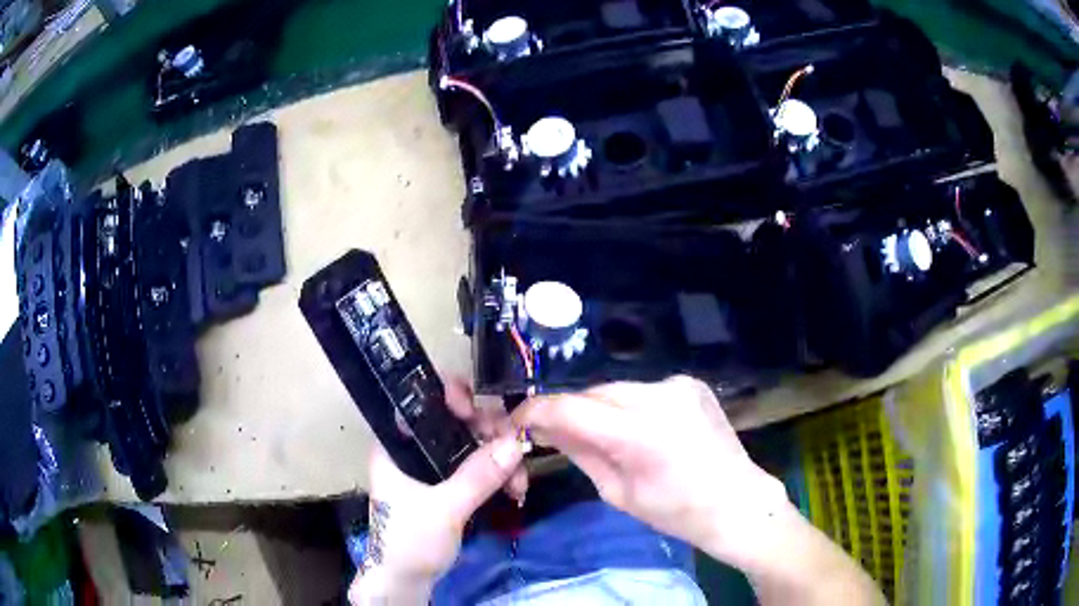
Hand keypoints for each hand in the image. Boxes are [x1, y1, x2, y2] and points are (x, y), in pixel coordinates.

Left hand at [348, 379, 527, 604]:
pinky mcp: (447, 488)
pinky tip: (514, 490)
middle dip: (490, 437)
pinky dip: (496, 476)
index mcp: (397, 446)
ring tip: (519, 485)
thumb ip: (477, 477)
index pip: (422, 405)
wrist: (407, 583)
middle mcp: (414, 451)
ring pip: (471, 448)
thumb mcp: (444, 509)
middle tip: (516, 451)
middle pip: (456, 425)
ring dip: (500, 461)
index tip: (481, 414)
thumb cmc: (410, 542)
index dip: (453, 399)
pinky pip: (477, 470)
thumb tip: (514, 442)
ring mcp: (432, 470)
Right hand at [512, 375, 787, 566]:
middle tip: (556, 434)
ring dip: (601, 408)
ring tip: (604, 435)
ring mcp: (678, 385)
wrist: (737, 502)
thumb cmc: (676, 513)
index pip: (569, 408)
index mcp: (639, 433)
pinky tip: (641, 428)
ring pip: (617, 389)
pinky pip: (644, 390)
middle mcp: (659, 396)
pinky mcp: (691, 382)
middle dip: (570, 411)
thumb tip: (543, 429)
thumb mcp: (617, 492)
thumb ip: (579, 452)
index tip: (516, 422)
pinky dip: (631, 405)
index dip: (534, 412)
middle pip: (593, 393)